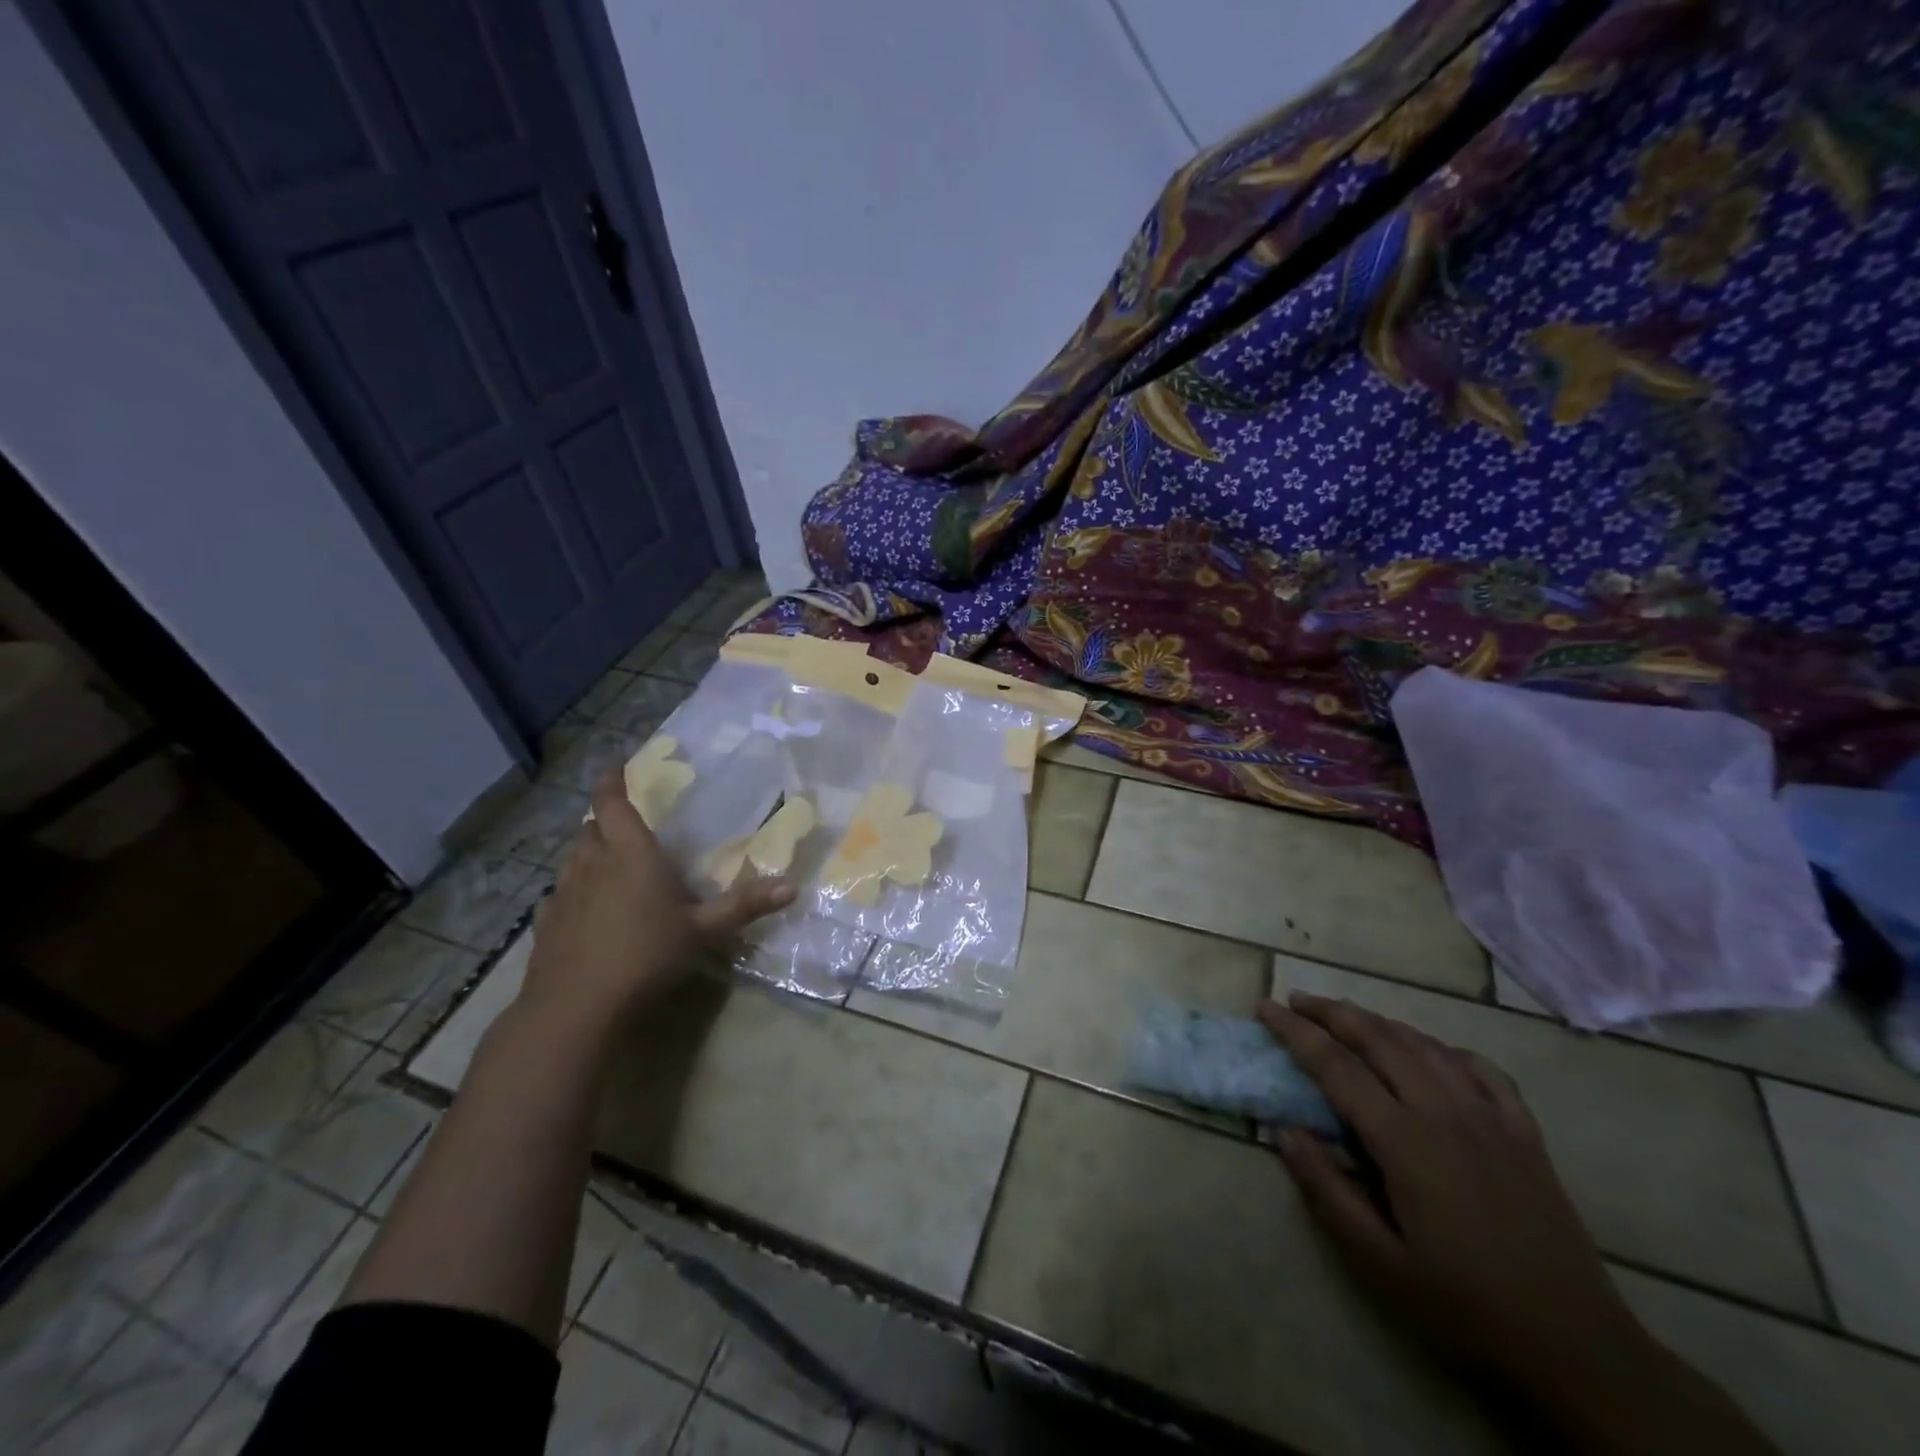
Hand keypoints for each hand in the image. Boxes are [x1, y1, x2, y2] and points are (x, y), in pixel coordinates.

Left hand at [520, 770, 794, 1032]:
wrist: (574, 1007)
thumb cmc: (646, 955)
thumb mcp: (704, 930)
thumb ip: (745, 905)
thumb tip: (793, 886)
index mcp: (630, 854)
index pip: (613, 803)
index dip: (612, 780)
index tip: (615, 763)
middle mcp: (592, 863)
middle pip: (591, 828)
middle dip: (606, 820)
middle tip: (626, 825)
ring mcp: (564, 893)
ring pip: (574, 858)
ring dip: (590, 852)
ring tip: (609, 863)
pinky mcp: (545, 923)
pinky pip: (560, 893)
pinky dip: (575, 889)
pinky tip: (585, 910)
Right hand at [1257, 993, 1641, 1388]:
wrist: (1578, 1352)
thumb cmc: (1464, 1309)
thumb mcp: (1378, 1263)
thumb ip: (1326, 1189)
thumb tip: (1284, 1131)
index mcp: (1405, 1141)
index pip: (1335, 1066)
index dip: (1295, 1033)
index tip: (1264, 1008)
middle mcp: (1445, 1112)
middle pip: (1379, 1040)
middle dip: (1331, 1013)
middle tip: (1297, 1000)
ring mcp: (1491, 1118)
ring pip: (1425, 1045)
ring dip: (1379, 1022)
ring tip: (1347, 1015)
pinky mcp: (1524, 1134)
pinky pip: (1480, 1069)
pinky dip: (1444, 1048)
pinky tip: (1431, 1051)